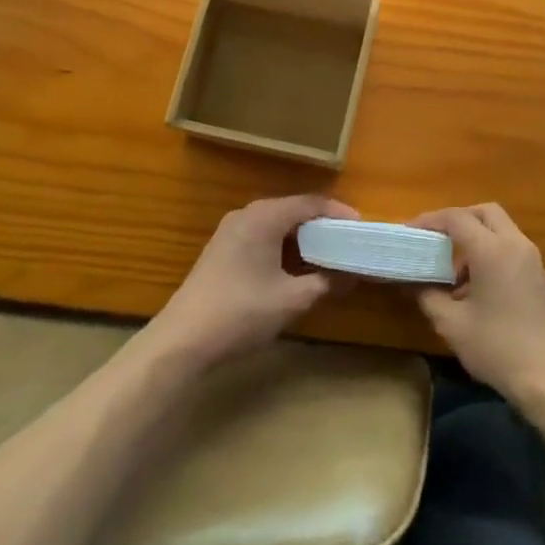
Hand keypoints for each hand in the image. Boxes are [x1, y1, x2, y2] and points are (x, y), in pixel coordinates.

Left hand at [142, 195, 355, 371]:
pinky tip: (295, 267)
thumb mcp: (292, 300)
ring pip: (277, 224)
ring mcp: (231, 231)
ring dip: (303, 238)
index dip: (339, 213)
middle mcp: (247, 214)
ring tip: (329, 255)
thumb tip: (351, 275)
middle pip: (294, 210)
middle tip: (349, 242)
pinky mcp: (222, 250)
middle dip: (323, 225)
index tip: (362, 228)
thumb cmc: (241, 312)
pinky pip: (262, 236)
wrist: (182, 341)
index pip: (311, 203)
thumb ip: (326, 283)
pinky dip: (284, 246)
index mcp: (265, 216)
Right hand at [412, 204, 544, 411]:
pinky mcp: (540, 278)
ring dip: (475, 239)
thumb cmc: (498, 348)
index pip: (457, 218)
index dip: (430, 220)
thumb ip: (428, 297)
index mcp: (492, 250)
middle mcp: (516, 245)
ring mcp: (532, 260)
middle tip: (435, 239)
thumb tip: (415, 283)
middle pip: (485, 213)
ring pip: (500, 230)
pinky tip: (475, 289)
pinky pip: (511, 250)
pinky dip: (491, 254)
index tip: (409, 231)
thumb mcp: (453, 325)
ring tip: (452, 273)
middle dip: (458, 219)